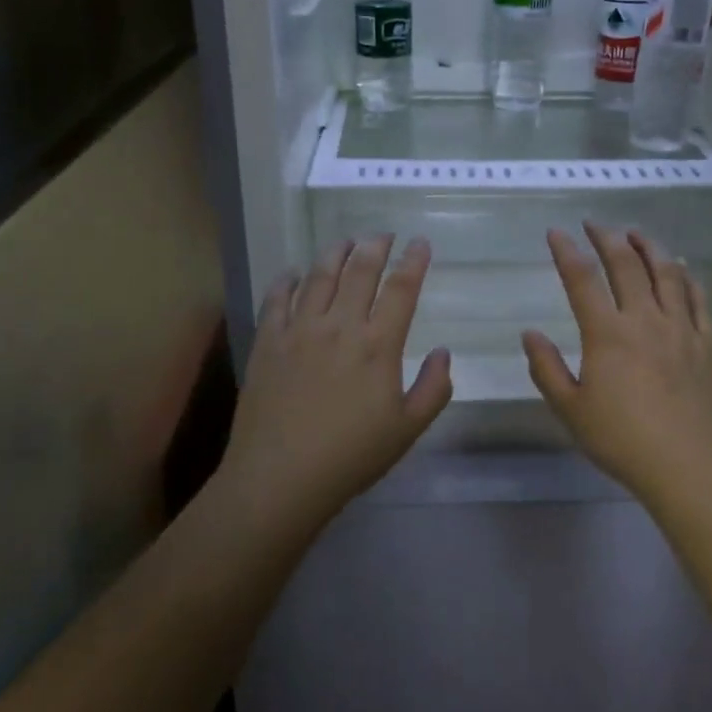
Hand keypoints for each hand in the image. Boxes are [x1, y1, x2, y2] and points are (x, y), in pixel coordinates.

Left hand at [220, 236, 452, 529]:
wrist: (280, 476)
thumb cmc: (351, 456)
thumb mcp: (408, 429)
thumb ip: (434, 388)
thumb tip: (443, 352)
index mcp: (378, 345)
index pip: (401, 289)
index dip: (413, 262)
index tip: (420, 243)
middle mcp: (339, 326)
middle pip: (360, 272)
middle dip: (375, 247)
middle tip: (383, 234)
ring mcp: (299, 330)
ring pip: (319, 276)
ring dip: (335, 253)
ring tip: (345, 241)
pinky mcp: (267, 342)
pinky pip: (277, 298)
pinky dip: (288, 279)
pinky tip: (294, 273)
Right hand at [523, 225, 711, 502]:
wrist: (690, 465)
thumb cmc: (622, 440)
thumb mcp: (570, 410)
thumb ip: (547, 369)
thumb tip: (530, 334)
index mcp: (607, 334)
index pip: (582, 279)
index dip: (567, 251)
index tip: (556, 232)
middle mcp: (645, 320)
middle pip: (627, 265)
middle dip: (608, 238)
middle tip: (596, 224)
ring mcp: (682, 329)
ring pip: (667, 274)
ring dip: (649, 247)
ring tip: (636, 233)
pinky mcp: (708, 344)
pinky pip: (699, 299)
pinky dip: (687, 277)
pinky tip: (681, 269)